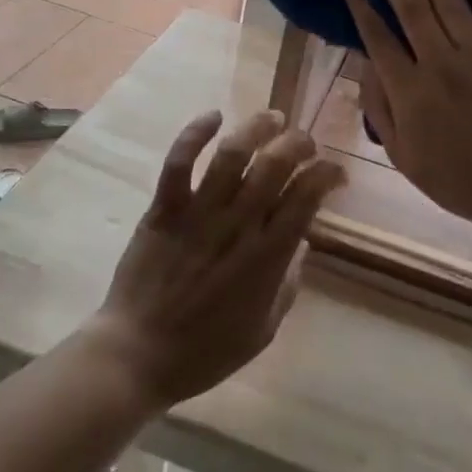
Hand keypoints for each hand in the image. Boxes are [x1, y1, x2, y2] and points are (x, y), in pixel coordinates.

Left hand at [84, 109, 343, 410]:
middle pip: (276, 165)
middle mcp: (238, 226)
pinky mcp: (165, 208)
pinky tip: (214, 116)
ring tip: (273, 118)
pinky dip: (196, 133)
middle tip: (305, 141)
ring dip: (257, 128)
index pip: (307, 198)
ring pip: (233, 154)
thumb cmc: (205, 352)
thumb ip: (287, 284)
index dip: (327, 174)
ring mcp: (200, 213)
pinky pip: (179, 162)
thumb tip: (302, 242)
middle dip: (299, 143)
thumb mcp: (263, 330)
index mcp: (268, 257)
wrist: (137, 356)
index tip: (334, 171)